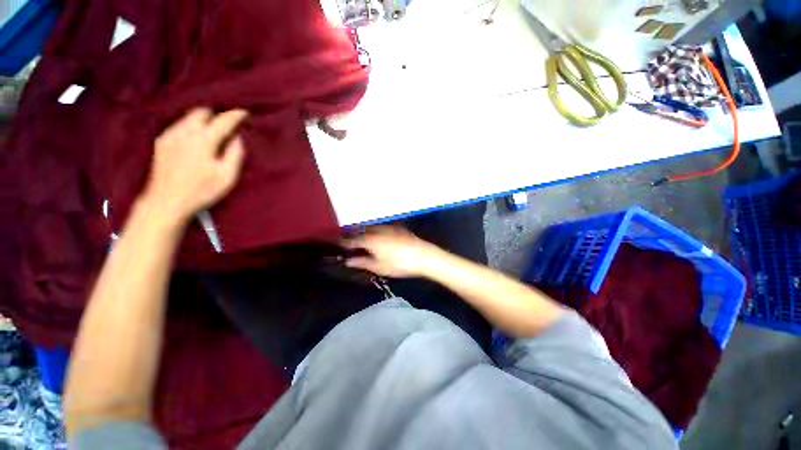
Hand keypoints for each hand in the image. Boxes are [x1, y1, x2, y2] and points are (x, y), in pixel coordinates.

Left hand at [142, 108, 247, 222]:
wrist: (166, 201)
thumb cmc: (201, 191)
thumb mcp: (226, 176)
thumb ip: (234, 155)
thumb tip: (237, 139)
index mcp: (203, 141)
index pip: (223, 121)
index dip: (235, 115)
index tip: (244, 113)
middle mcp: (184, 133)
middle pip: (201, 112)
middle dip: (216, 115)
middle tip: (227, 124)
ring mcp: (170, 136)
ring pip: (188, 117)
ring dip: (202, 120)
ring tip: (212, 131)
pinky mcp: (161, 142)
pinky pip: (178, 126)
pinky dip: (190, 127)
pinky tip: (194, 140)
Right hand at [341, 226, 443, 277]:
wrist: (423, 255)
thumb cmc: (399, 264)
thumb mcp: (379, 267)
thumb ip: (362, 262)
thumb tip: (348, 261)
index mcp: (370, 240)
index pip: (353, 240)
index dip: (344, 242)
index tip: (338, 244)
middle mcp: (377, 231)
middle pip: (361, 231)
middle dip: (354, 236)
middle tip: (349, 243)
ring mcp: (388, 228)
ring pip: (371, 228)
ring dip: (364, 233)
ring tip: (362, 240)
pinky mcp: (397, 228)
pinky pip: (381, 228)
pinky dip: (375, 232)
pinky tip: (378, 237)